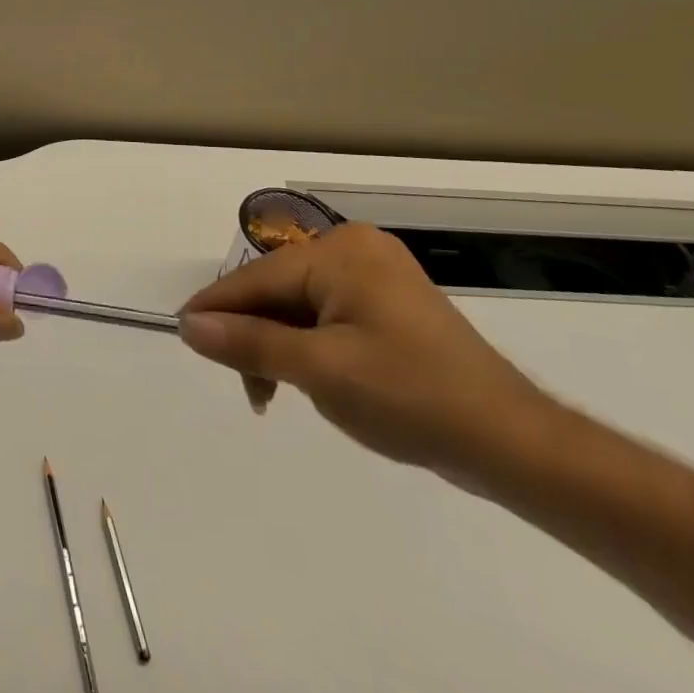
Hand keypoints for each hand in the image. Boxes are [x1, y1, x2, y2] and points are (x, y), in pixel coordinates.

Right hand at [178, 224, 551, 474]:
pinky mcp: (388, 304)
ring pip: (298, 304)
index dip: (215, 308)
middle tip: (248, 389)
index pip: (257, 278)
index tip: (182, 335)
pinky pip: (326, 314)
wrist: (511, 443)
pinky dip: (306, 344)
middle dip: (253, 334)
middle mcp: (355, 249)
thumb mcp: (320, 371)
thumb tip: (189, 325)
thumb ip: (249, 343)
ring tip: (275, 394)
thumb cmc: (411, 398)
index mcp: (339, 252)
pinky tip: (306, 377)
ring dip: (278, 344)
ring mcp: (375, 275)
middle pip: (276, 288)